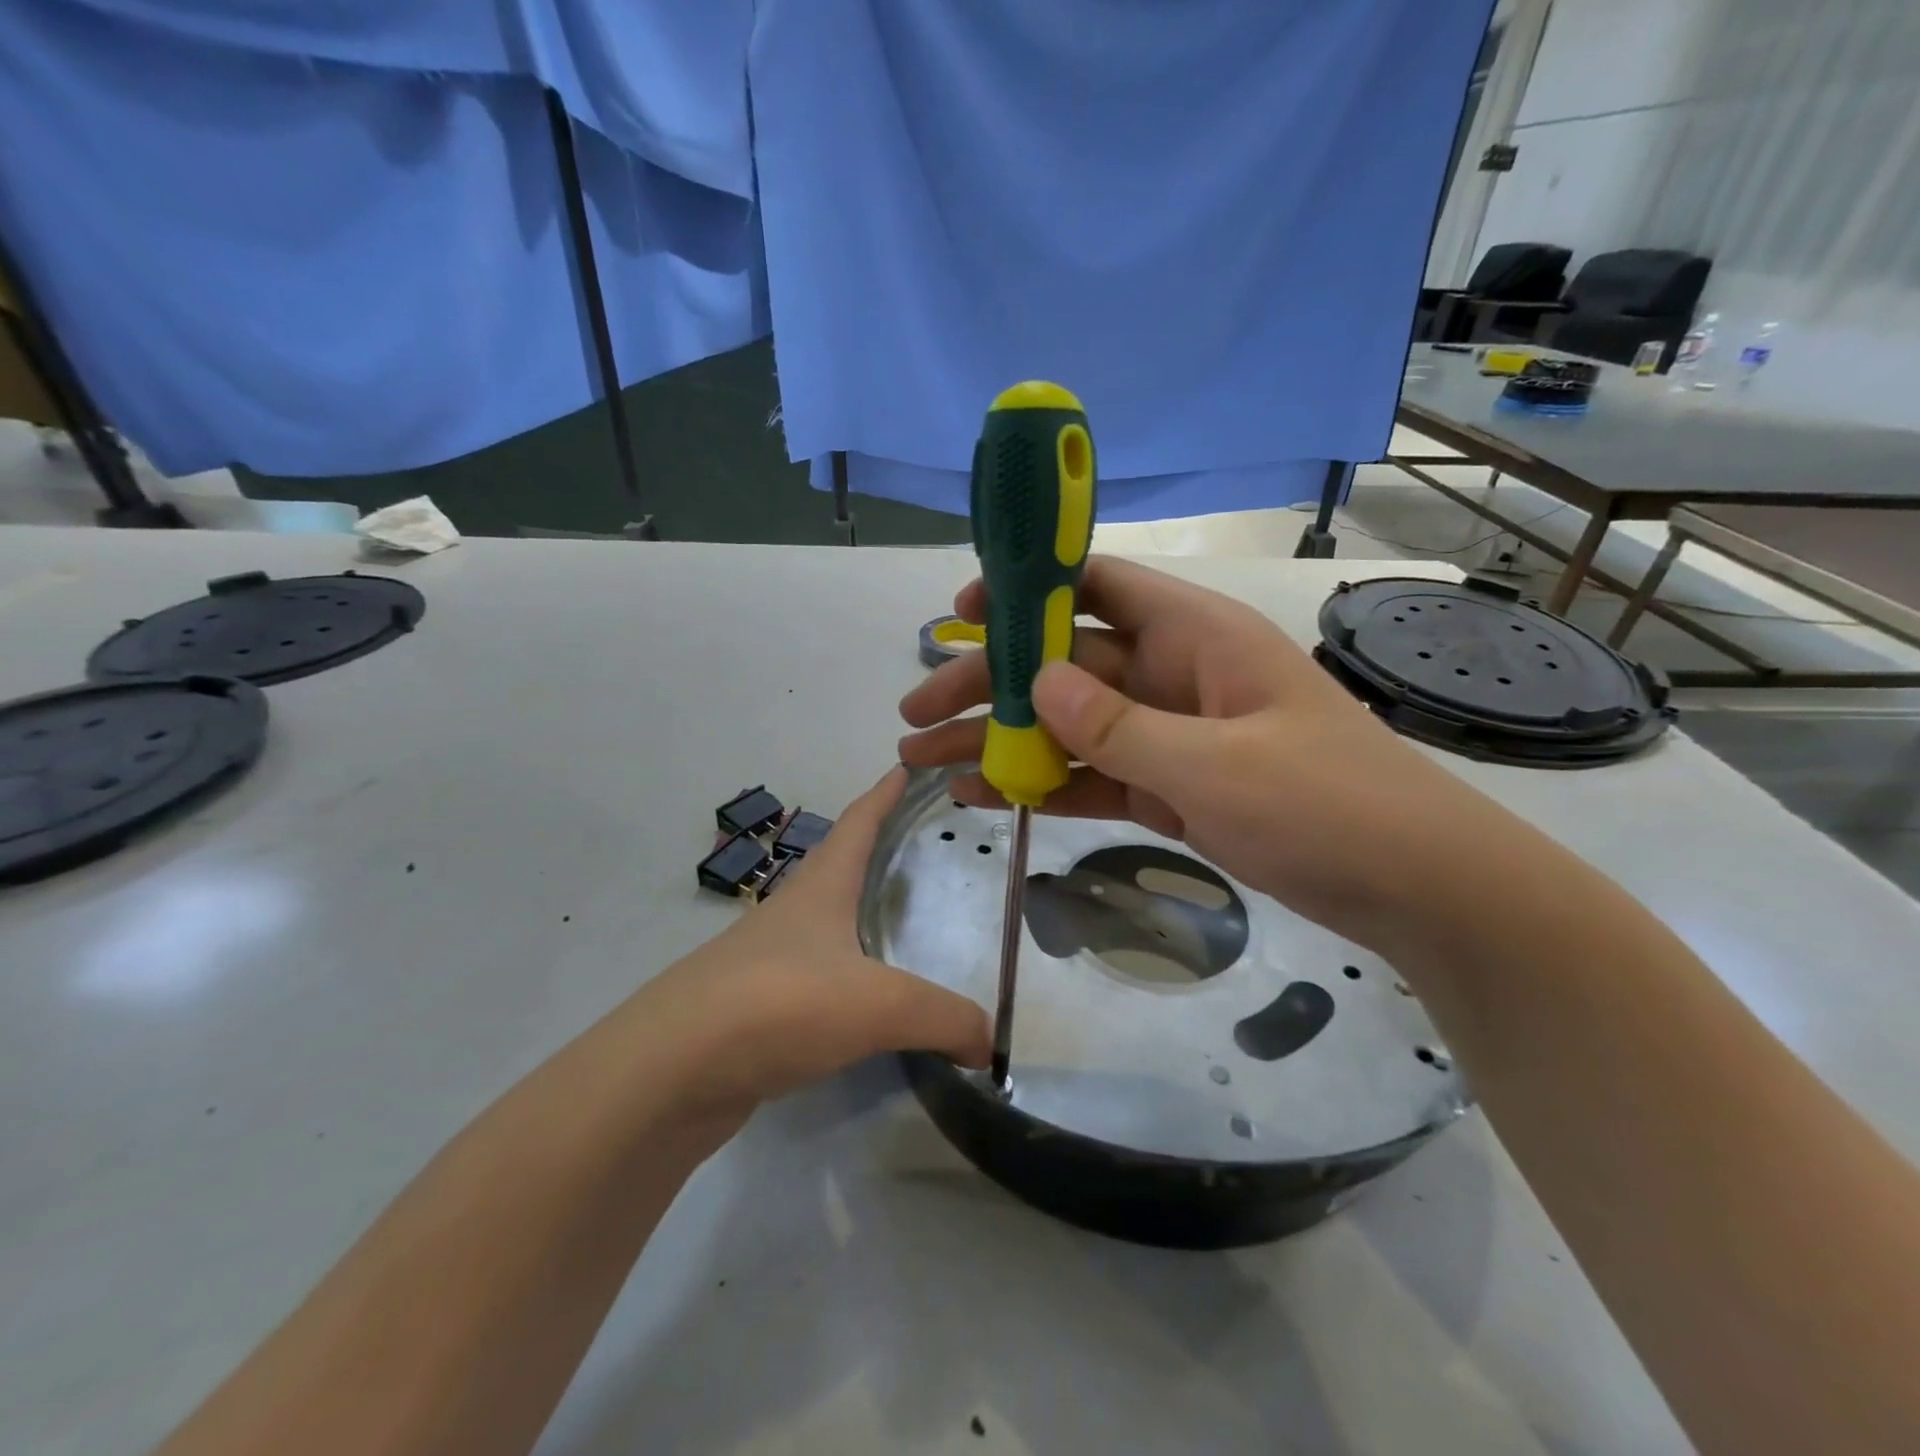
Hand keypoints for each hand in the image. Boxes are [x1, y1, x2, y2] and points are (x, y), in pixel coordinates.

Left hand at [640, 768, 990, 1117]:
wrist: (669, 1073)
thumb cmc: (780, 1003)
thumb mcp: (879, 1004)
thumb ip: (945, 1018)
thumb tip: (990, 1045)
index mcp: (821, 887)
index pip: (859, 821)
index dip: (885, 792)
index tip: (907, 765)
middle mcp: (793, 914)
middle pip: (840, 867)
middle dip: (878, 850)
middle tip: (924, 850)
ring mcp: (768, 961)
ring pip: (827, 925)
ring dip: (859, 916)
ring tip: (903, 922)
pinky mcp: (755, 1009)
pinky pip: (815, 980)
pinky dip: (847, 978)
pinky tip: (866, 1003)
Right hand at [897, 557, 1508, 950]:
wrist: (1416, 888)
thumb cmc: (1329, 807)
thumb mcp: (1217, 766)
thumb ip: (1121, 726)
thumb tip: (1037, 682)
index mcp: (1195, 637)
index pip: (1096, 585)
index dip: (1025, 590)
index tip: (962, 614)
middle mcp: (1174, 674)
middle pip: (1062, 665)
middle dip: (987, 686)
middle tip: (914, 713)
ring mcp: (1170, 733)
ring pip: (1068, 725)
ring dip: (1000, 740)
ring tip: (926, 761)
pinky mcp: (1170, 786)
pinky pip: (1094, 775)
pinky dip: (1044, 783)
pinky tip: (987, 794)